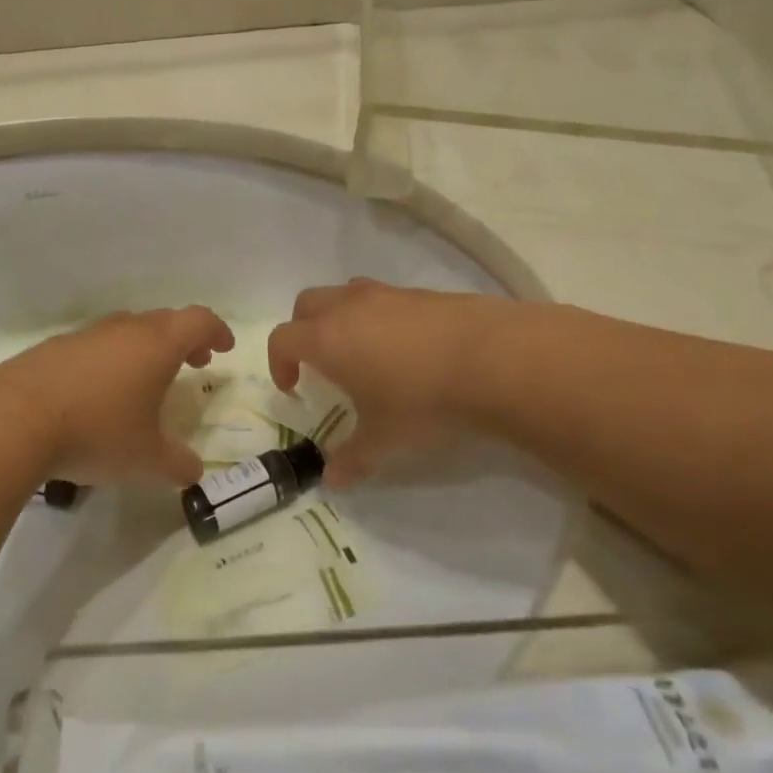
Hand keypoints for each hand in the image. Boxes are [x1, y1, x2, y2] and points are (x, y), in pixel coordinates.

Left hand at [0, 306, 235, 485]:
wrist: (11, 422)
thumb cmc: (96, 432)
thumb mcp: (146, 459)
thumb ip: (177, 464)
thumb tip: (193, 472)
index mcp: (156, 345)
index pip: (198, 320)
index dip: (216, 331)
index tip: (224, 348)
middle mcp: (122, 330)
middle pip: (163, 320)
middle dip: (184, 339)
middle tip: (193, 363)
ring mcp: (83, 336)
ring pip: (125, 331)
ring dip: (145, 349)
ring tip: (146, 381)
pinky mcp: (50, 350)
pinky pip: (93, 346)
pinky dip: (109, 360)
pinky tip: (98, 393)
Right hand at [267, 279, 512, 485]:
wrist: (494, 359)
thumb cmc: (422, 401)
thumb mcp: (384, 439)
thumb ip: (353, 458)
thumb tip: (333, 480)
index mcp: (327, 339)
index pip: (282, 339)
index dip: (279, 363)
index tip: (294, 387)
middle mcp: (350, 308)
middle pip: (307, 305)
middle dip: (303, 331)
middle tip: (319, 364)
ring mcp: (388, 295)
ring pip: (346, 294)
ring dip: (341, 317)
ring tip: (363, 351)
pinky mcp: (423, 293)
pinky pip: (386, 298)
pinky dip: (380, 316)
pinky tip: (408, 348)